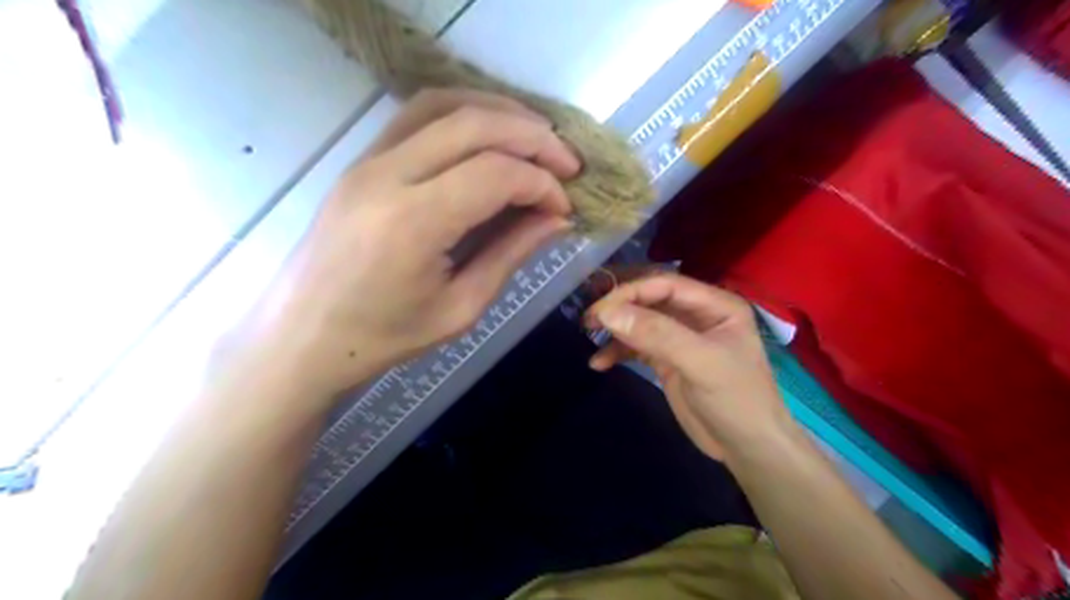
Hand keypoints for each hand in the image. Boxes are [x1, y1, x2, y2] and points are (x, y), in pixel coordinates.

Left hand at [245, 90, 576, 402]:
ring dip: (500, 113)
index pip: (495, 174)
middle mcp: (387, 175)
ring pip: (444, 104)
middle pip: (475, 124)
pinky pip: (417, 116)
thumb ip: (511, 254)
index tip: (565, 207)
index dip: (541, 184)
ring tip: (537, 138)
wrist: (303, 335)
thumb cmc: (384, 337)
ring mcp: (367, 160)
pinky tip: (489, 135)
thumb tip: (557, 219)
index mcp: (413, 223)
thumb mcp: (461, 308)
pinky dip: (463, 113)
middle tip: (568, 163)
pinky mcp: (360, 160)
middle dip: (534, 137)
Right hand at [583, 274, 791, 460]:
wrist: (747, 449)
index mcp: (715, 304)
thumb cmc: (736, 400)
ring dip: (615, 328)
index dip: (631, 292)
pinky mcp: (667, 360)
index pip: (665, 284)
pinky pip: (637, 347)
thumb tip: (607, 313)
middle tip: (588, 315)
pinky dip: (617, 352)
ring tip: (587, 334)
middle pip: (650, 298)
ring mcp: (680, 337)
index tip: (600, 309)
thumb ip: (657, 335)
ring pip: (640, 321)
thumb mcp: (701, 363)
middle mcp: (696, 314)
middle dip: (619, 305)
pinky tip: (599, 363)